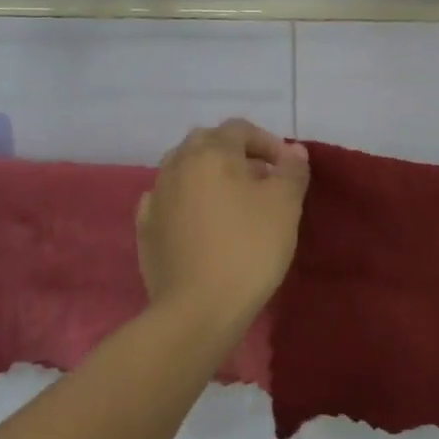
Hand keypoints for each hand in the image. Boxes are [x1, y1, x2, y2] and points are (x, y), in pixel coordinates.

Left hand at [137, 119, 310, 329]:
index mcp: (211, 153)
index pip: (239, 128)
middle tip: (260, 179)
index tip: (286, 168)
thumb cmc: (249, 248)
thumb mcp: (285, 205)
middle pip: (206, 142)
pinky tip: (199, 220)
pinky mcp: (145, 229)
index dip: (267, 141)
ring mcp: (156, 197)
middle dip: (234, 152)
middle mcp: (178, 165)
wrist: (198, 309)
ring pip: (183, 168)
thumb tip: (293, 151)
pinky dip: (186, 200)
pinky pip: (167, 199)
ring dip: (208, 174)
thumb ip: (292, 170)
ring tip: (231, 200)